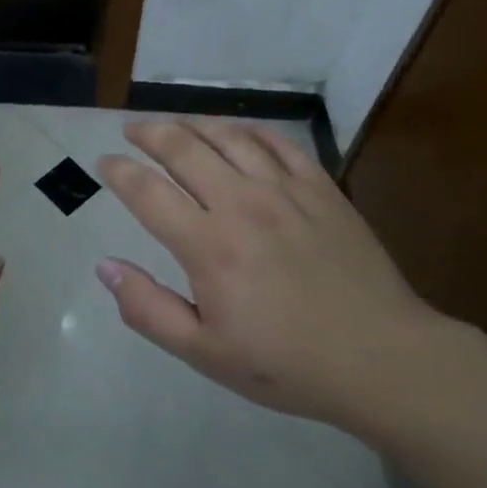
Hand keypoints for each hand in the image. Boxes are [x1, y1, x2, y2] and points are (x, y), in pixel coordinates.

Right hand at [95, 119, 449, 437]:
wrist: (381, 359)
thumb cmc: (286, 363)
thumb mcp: (205, 353)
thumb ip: (148, 309)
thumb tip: (105, 266)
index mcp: (208, 245)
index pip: (147, 191)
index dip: (119, 171)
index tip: (104, 163)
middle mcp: (240, 203)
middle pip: (183, 147)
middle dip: (149, 132)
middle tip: (132, 130)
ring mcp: (284, 189)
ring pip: (228, 135)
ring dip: (194, 124)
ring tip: (177, 125)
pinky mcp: (321, 187)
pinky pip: (278, 143)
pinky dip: (249, 130)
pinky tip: (238, 132)